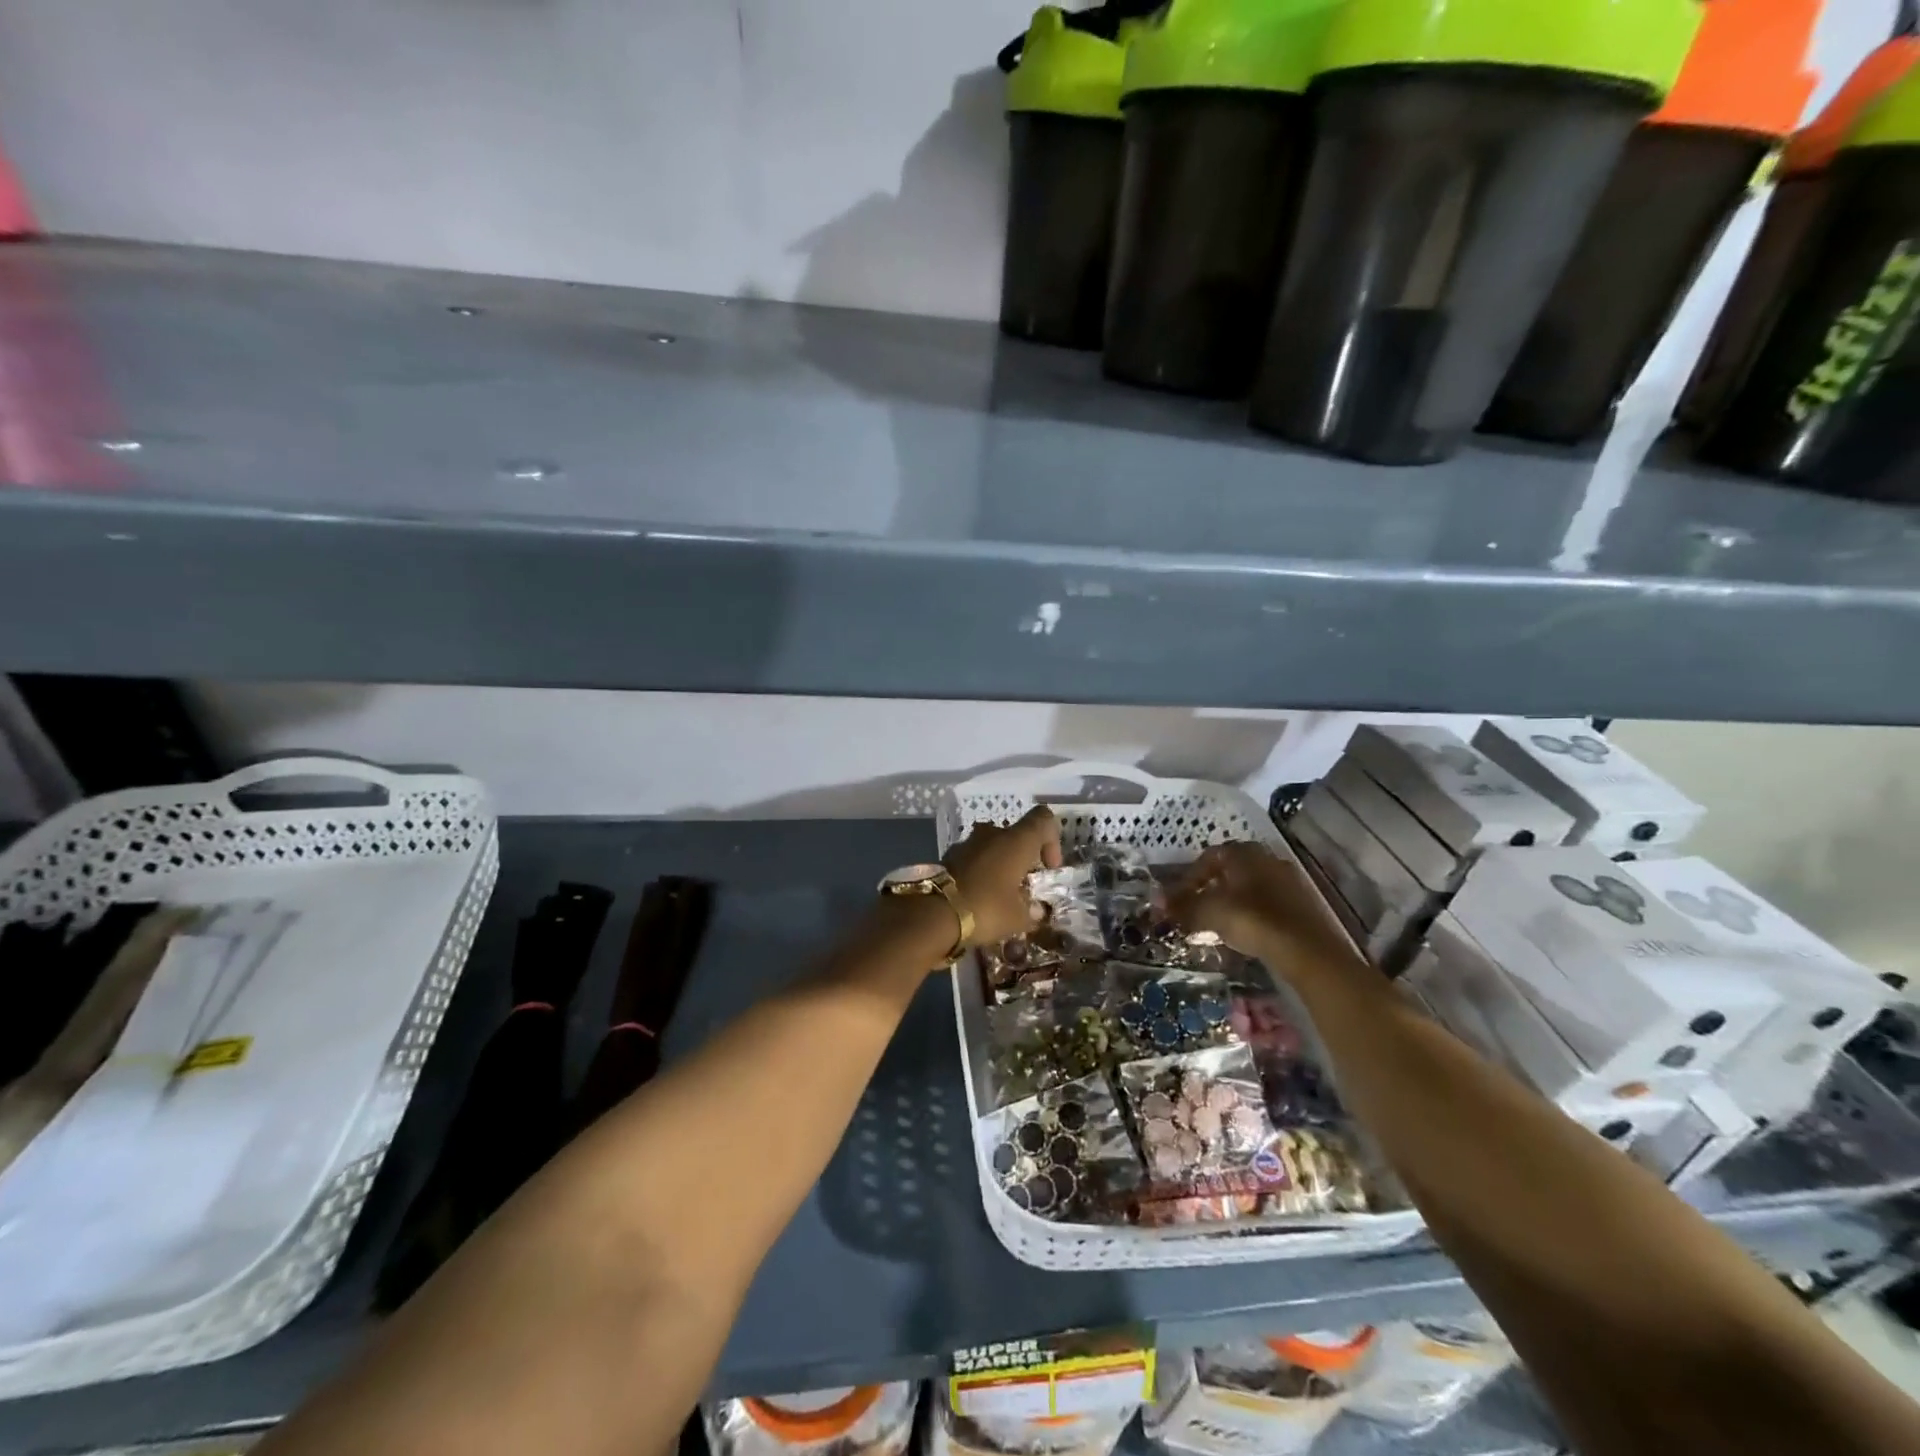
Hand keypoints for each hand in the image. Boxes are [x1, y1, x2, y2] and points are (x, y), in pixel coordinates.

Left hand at [944, 806, 1062, 946]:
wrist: (932, 912)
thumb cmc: (986, 909)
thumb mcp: (1017, 918)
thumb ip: (1031, 911)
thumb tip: (1035, 910)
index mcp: (1015, 841)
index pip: (1042, 819)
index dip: (1052, 839)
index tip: (1048, 867)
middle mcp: (992, 834)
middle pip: (1015, 835)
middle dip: (1022, 858)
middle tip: (1023, 886)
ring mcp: (966, 843)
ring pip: (992, 846)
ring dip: (999, 865)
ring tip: (1000, 895)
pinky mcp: (947, 856)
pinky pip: (972, 859)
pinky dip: (979, 872)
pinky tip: (978, 898)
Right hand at [1165, 842, 1359, 980]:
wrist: (1307, 949)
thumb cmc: (1252, 920)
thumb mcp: (1210, 912)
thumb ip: (1183, 906)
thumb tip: (1158, 903)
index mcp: (1243, 852)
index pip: (1207, 857)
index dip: (1188, 878)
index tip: (1178, 900)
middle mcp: (1267, 858)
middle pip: (1230, 870)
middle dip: (1210, 888)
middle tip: (1196, 909)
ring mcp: (1288, 879)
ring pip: (1249, 886)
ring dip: (1231, 901)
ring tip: (1218, 924)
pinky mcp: (1302, 903)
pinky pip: (1267, 902)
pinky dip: (1252, 913)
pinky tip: (1245, 932)